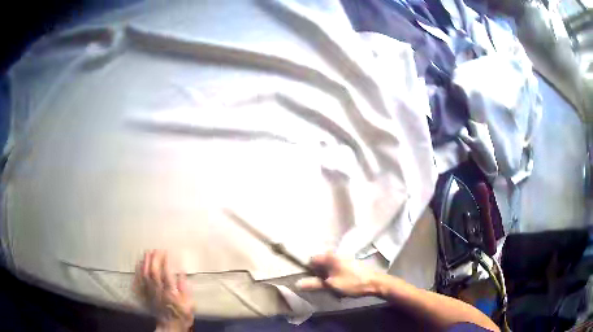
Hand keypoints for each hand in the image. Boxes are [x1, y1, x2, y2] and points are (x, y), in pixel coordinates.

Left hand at [135, 250, 194, 331]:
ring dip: (146, 262)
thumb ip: (185, 289)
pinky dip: (139, 271)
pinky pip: (140, 281)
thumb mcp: (190, 305)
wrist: (170, 326)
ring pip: (145, 274)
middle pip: (154, 272)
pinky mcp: (145, 294)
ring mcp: (150, 292)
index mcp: (171, 293)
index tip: (167, 252)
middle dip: (154, 258)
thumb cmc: (182, 315)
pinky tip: (139, 263)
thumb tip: (181, 274)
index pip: (166, 274)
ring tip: (148, 252)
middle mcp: (159, 291)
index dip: (166, 261)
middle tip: (157, 249)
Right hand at [295, 252, 379, 296]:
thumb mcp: (331, 285)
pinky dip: (335, 276)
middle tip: (321, 285)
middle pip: (320, 263)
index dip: (308, 270)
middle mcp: (336, 254)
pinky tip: (339, 285)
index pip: (311, 260)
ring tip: (330, 287)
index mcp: (330, 257)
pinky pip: (336, 269)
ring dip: (327, 277)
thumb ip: (314, 284)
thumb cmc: (352, 283)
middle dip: (318, 274)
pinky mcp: (350, 264)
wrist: (375, 283)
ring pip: (329, 267)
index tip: (309, 280)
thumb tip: (297, 283)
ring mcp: (344, 258)